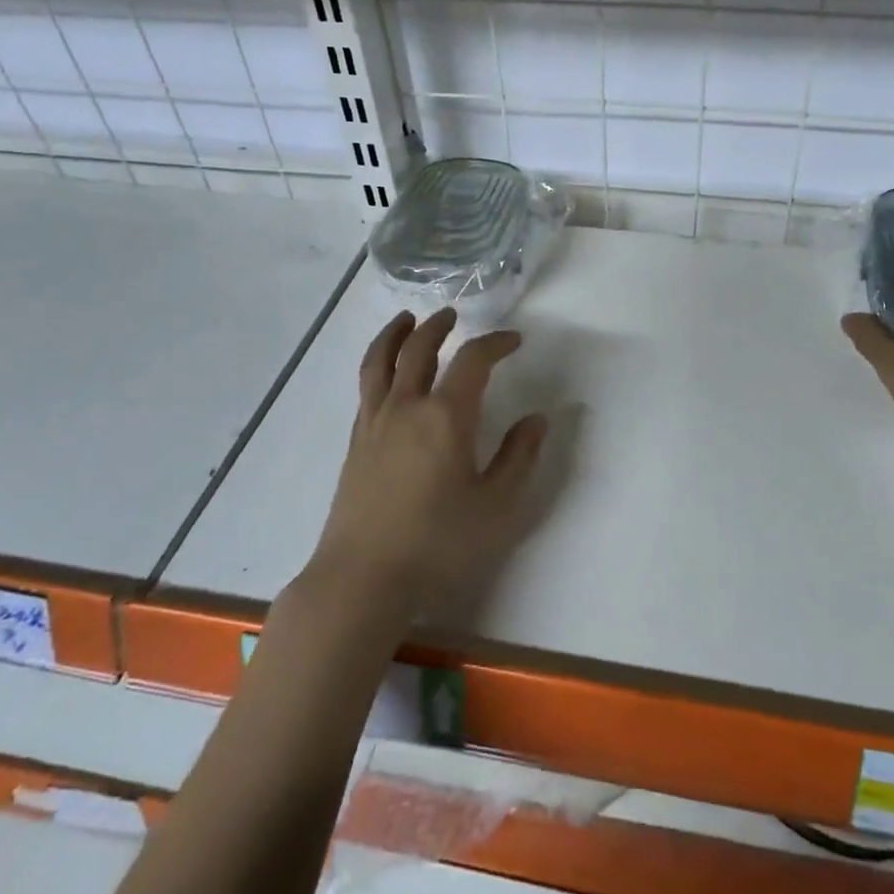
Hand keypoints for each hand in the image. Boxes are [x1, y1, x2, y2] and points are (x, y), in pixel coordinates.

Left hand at [309, 308, 546, 618]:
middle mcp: (406, 407)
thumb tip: (537, 419)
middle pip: (418, 348)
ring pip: (380, 361)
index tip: (514, 340)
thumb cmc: (438, 544)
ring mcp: (374, 423)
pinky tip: (387, 374)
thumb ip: (519, 457)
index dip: (495, 342)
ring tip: (407, 320)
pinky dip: (377, 364)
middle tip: (453, 314)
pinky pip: (366, 387)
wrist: (362, 578)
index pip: (472, 360)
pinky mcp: (355, 443)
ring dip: (396, 334)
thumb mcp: (497, 506)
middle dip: (439, 326)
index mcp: (445, 416)